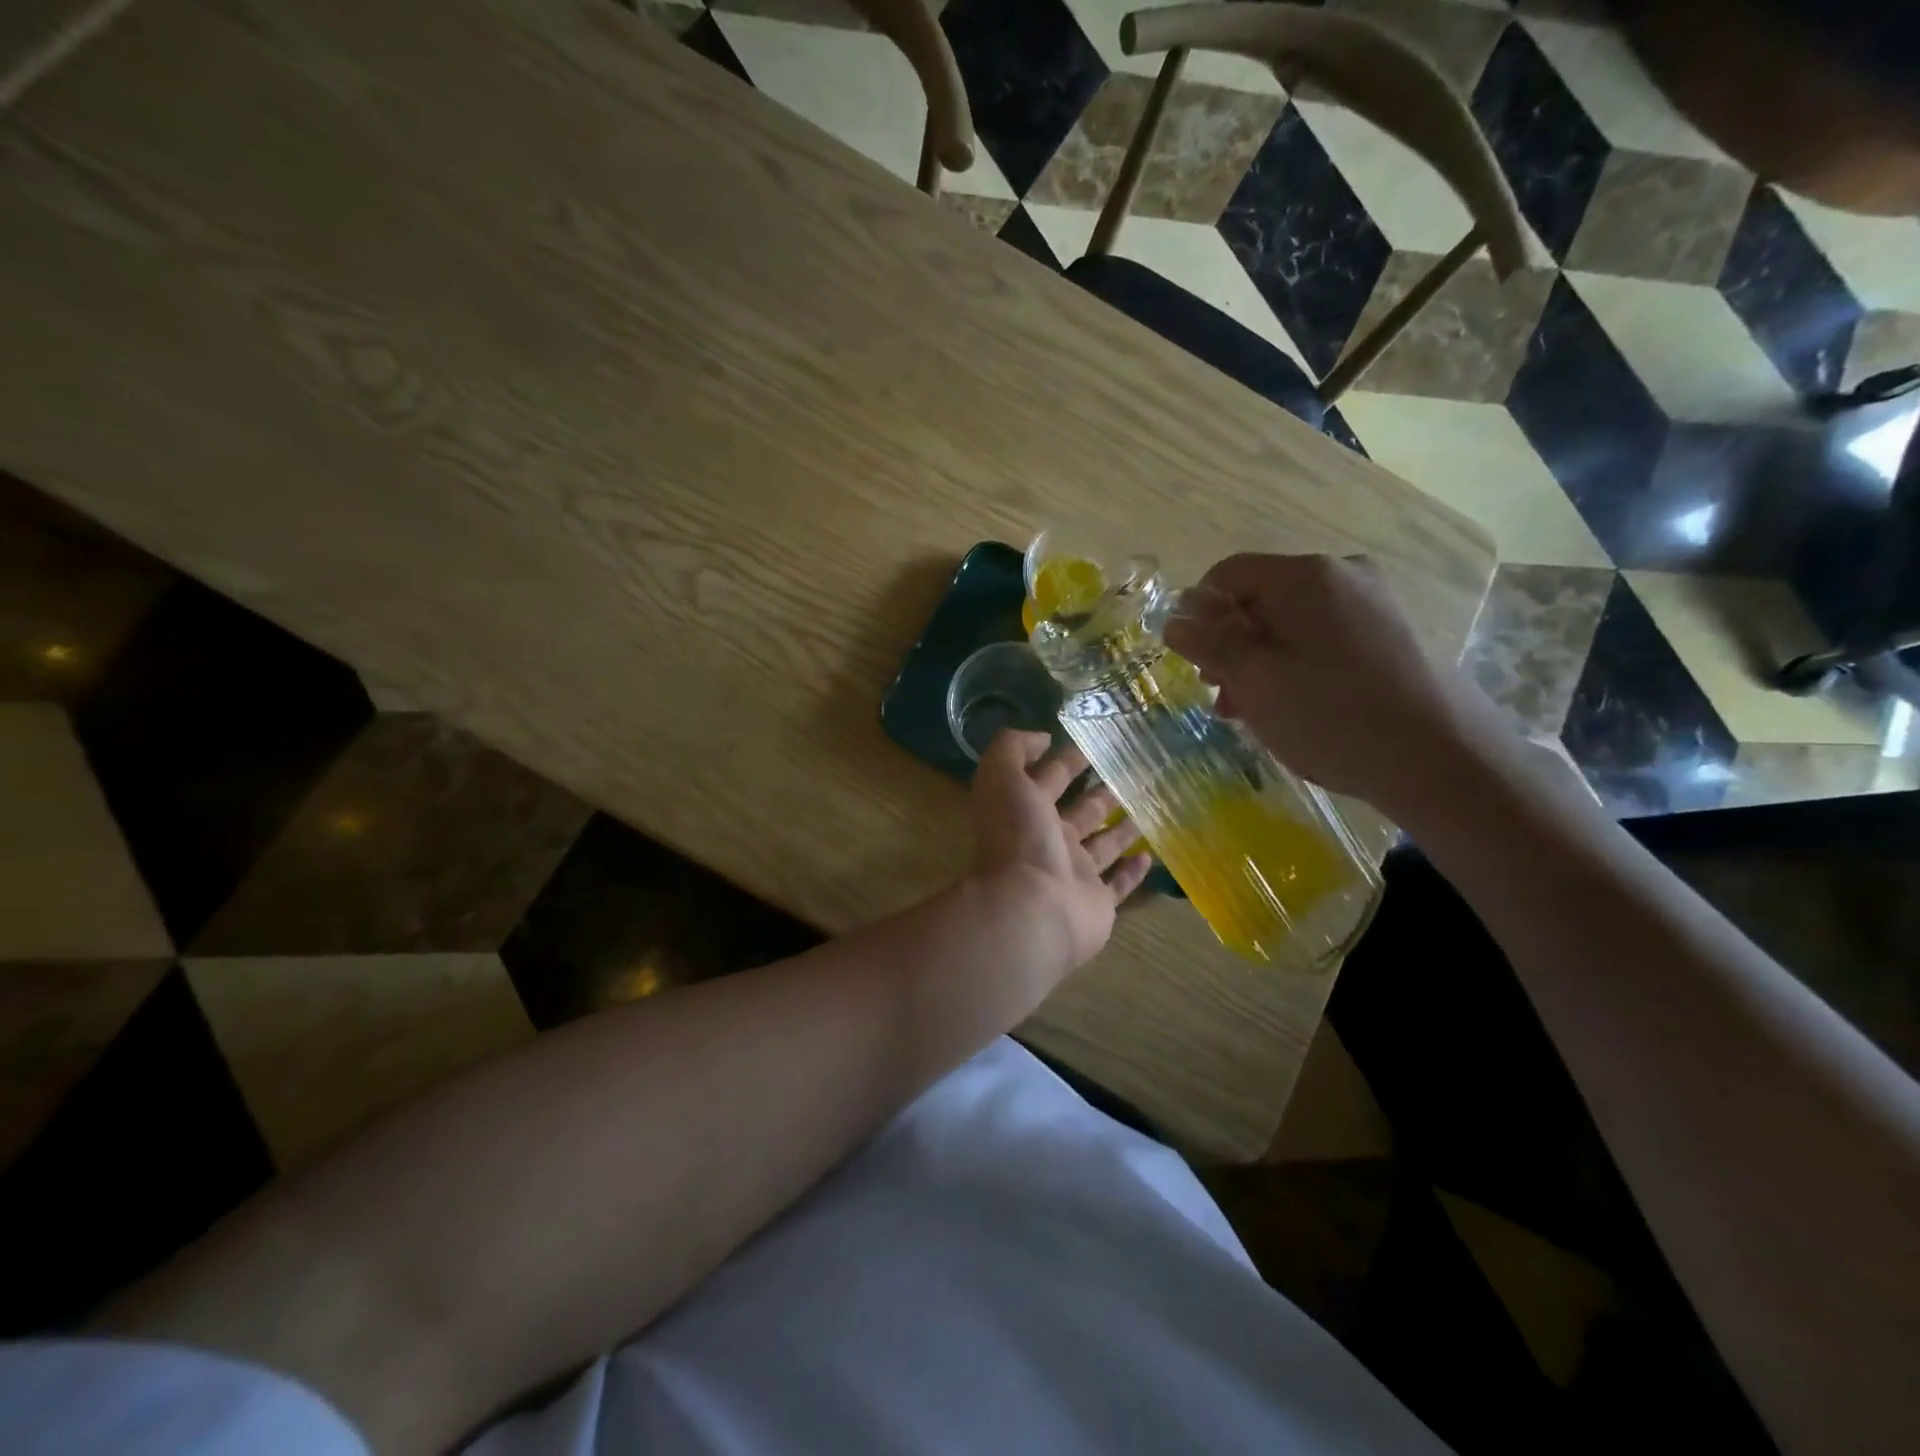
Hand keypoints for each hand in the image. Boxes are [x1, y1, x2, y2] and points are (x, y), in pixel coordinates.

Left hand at [969, 730, 1152, 972]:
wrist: (1032, 909)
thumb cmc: (1018, 839)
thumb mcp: (1002, 778)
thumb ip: (1012, 749)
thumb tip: (1042, 738)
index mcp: (1026, 812)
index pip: (1049, 780)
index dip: (1067, 761)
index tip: (1095, 744)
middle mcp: (1049, 842)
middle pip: (1080, 812)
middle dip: (1100, 793)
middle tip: (1132, 775)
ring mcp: (1073, 875)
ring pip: (1102, 846)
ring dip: (1121, 828)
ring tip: (1148, 808)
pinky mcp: (1097, 903)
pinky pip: (1117, 886)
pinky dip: (1131, 873)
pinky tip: (1148, 856)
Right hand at [1162, 553, 1513, 819]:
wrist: (1441, 759)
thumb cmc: (1331, 714)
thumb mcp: (1254, 680)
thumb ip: (1209, 645)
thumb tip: (1174, 620)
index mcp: (1304, 575)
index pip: (1227, 574)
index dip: (1197, 612)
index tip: (1190, 659)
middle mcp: (1342, 575)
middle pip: (1260, 599)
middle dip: (1229, 643)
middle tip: (1218, 693)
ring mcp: (1373, 604)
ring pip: (1291, 623)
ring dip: (1258, 661)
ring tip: (1248, 711)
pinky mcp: (1391, 635)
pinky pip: (1323, 639)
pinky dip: (1295, 666)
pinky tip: (1288, 708)